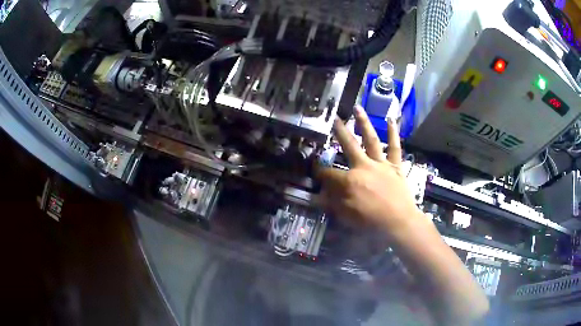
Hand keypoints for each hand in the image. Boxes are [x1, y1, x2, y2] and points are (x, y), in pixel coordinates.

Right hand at [317, 106, 420, 232]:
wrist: (399, 222)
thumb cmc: (371, 222)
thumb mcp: (346, 216)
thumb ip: (331, 203)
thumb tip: (316, 195)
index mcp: (349, 180)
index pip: (328, 173)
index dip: (319, 172)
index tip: (315, 170)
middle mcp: (364, 166)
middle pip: (349, 145)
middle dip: (339, 132)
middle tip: (334, 118)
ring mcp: (381, 164)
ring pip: (371, 140)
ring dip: (363, 123)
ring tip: (357, 108)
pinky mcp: (395, 166)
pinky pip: (394, 147)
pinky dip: (393, 133)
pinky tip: (390, 119)